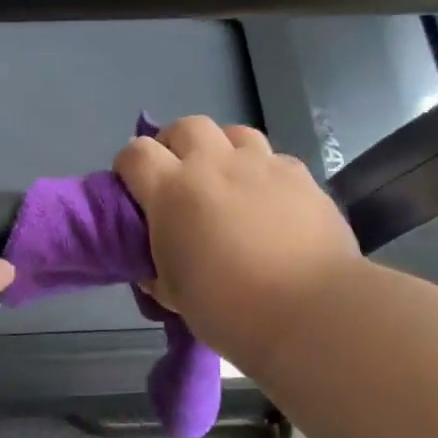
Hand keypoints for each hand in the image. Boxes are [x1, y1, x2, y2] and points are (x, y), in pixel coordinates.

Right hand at [116, 117, 360, 371]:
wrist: (309, 311)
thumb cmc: (228, 308)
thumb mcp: (173, 294)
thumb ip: (156, 269)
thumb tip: (153, 266)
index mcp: (172, 192)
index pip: (135, 153)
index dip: (127, 166)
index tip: (132, 188)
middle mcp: (214, 166)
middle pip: (185, 127)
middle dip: (175, 144)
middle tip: (178, 176)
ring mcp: (261, 166)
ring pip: (233, 132)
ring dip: (221, 149)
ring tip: (225, 180)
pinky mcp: (301, 176)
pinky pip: (274, 158)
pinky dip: (262, 172)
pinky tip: (268, 200)